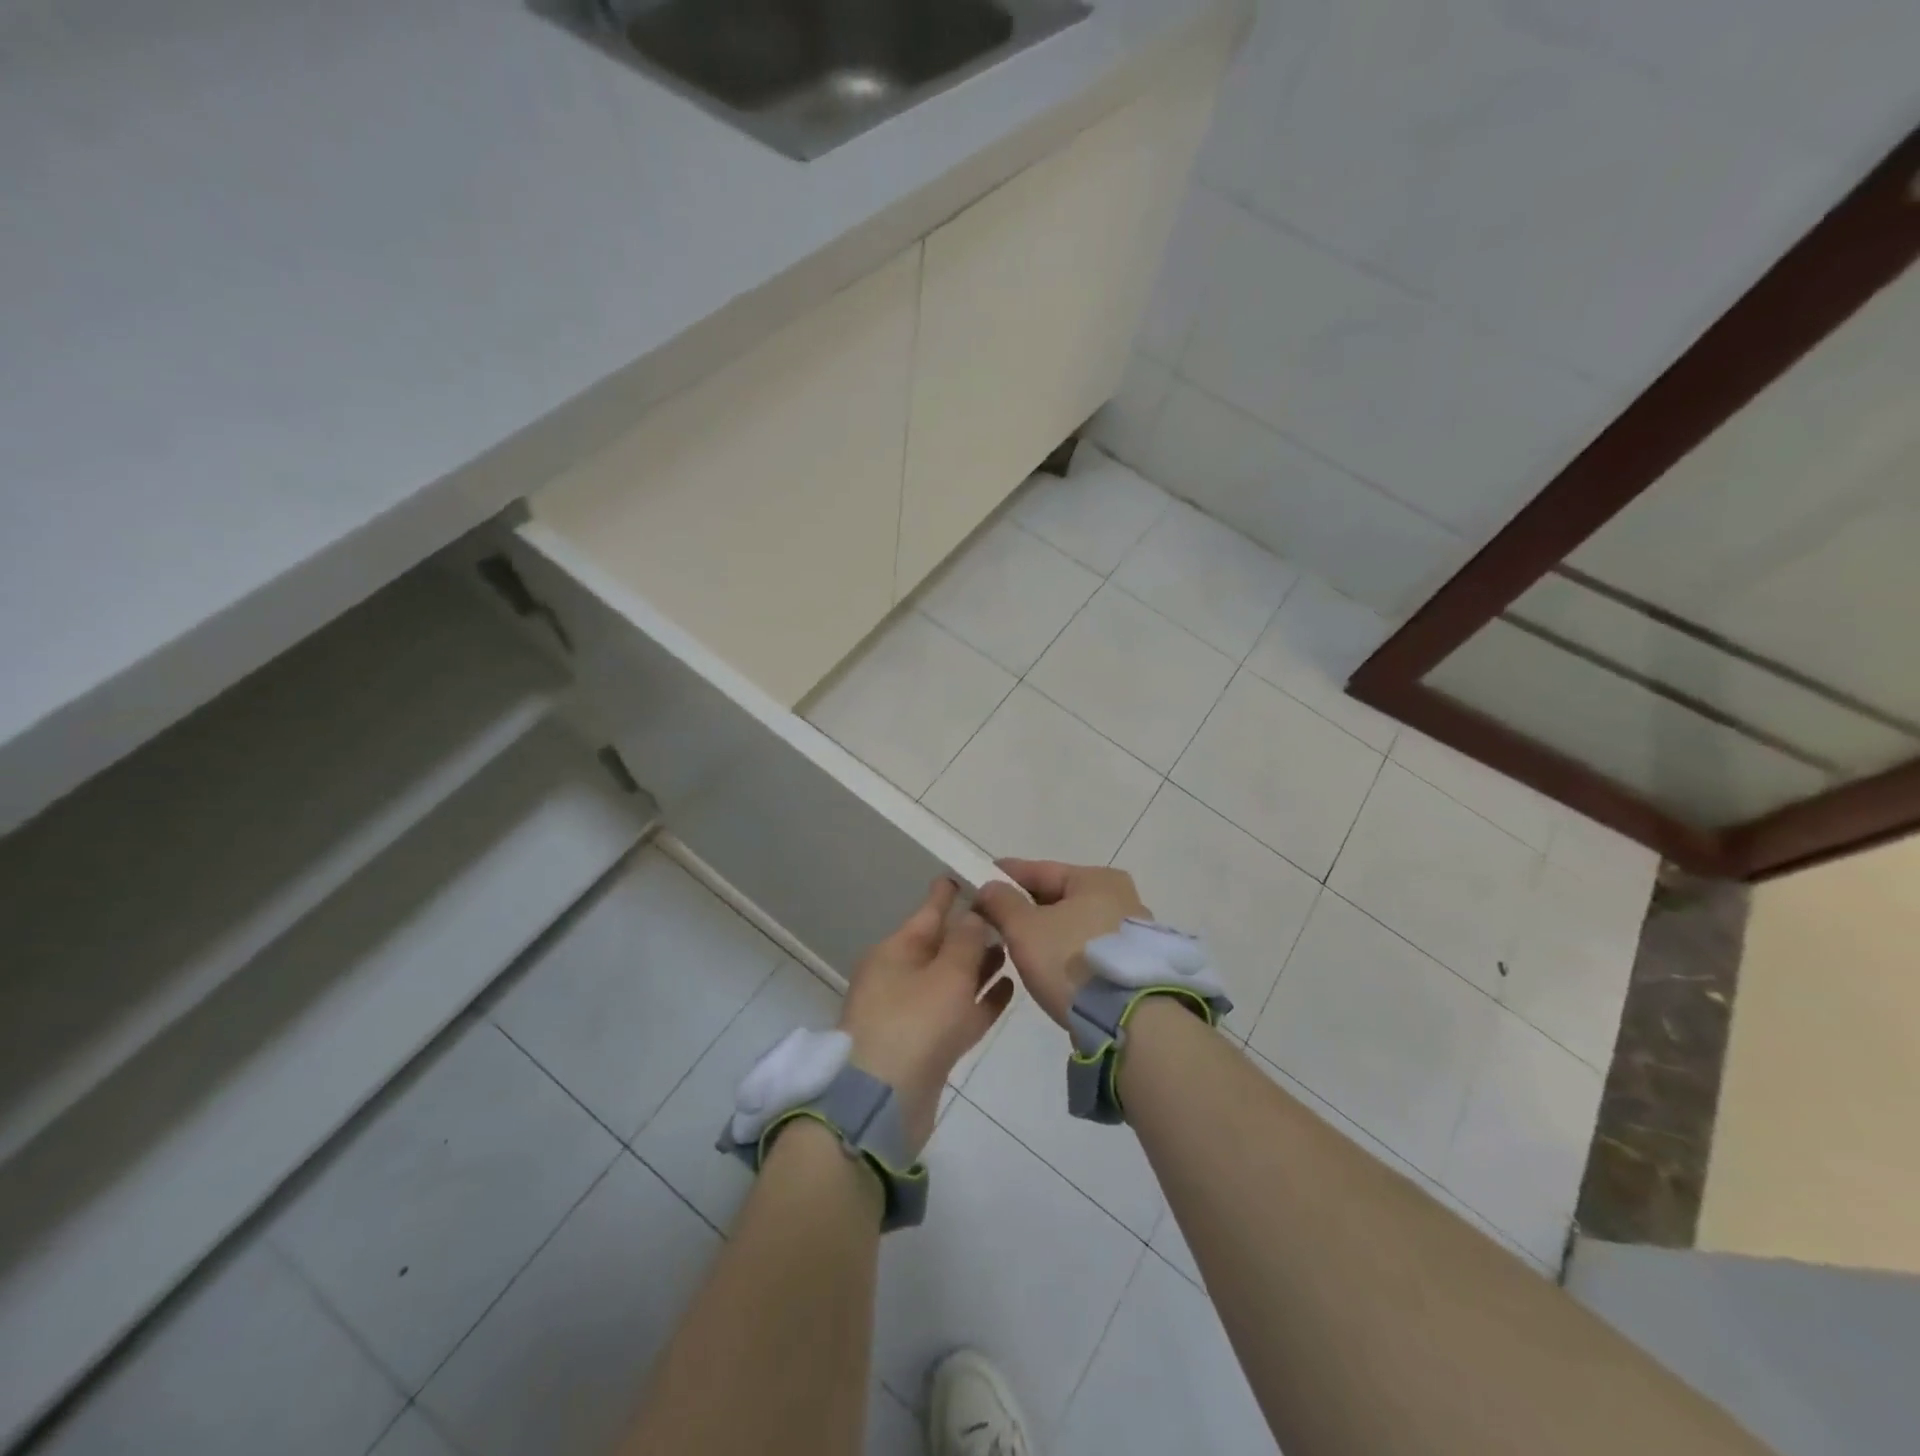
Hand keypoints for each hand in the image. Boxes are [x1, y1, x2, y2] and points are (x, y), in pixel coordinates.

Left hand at [838, 878, 1014, 1152]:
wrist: (882, 1105)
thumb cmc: (915, 1024)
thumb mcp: (946, 974)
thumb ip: (967, 941)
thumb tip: (975, 914)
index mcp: (895, 952)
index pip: (927, 912)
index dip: (948, 894)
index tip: (966, 875)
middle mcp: (900, 977)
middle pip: (940, 946)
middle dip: (970, 931)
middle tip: (1005, 915)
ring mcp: (911, 1014)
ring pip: (951, 980)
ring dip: (979, 965)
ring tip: (1012, 948)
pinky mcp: (926, 1046)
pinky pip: (957, 1012)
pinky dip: (980, 1000)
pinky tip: (1008, 988)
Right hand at [974, 859, 1150, 1028]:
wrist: (1128, 1018)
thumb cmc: (1072, 960)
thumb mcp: (1025, 928)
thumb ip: (1002, 902)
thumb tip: (990, 887)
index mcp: (1096, 878)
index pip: (1040, 870)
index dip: (1006, 875)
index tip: (980, 881)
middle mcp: (1120, 896)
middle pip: (1059, 895)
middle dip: (1025, 905)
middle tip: (993, 916)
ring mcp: (1130, 931)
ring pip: (1073, 922)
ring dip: (1046, 929)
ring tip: (1016, 942)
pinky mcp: (1132, 962)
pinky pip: (1086, 945)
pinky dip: (1064, 948)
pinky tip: (1047, 962)